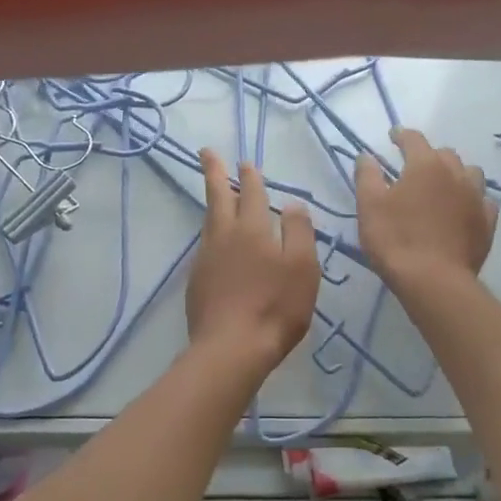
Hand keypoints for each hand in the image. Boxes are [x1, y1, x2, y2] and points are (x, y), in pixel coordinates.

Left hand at [186, 149, 319, 372]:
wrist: (231, 348)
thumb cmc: (275, 306)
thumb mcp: (303, 267)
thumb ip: (300, 231)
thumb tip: (293, 204)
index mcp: (253, 228)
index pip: (252, 193)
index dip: (250, 176)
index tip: (245, 161)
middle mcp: (225, 236)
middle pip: (218, 197)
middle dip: (214, 172)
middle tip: (207, 152)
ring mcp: (207, 257)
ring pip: (210, 220)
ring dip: (213, 201)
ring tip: (215, 192)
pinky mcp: (198, 280)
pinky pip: (206, 244)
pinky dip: (212, 231)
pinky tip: (217, 240)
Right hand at [355, 128, 497, 286]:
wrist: (434, 280)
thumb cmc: (396, 238)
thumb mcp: (370, 205)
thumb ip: (367, 175)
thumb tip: (367, 156)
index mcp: (426, 165)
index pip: (414, 139)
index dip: (401, 135)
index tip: (393, 136)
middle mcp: (455, 174)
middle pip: (445, 154)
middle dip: (429, 156)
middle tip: (414, 167)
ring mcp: (476, 198)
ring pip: (470, 174)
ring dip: (455, 174)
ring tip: (443, 186)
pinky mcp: (487, 223)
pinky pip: (483, 201)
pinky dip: (471, 200)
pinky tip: (462, 210)